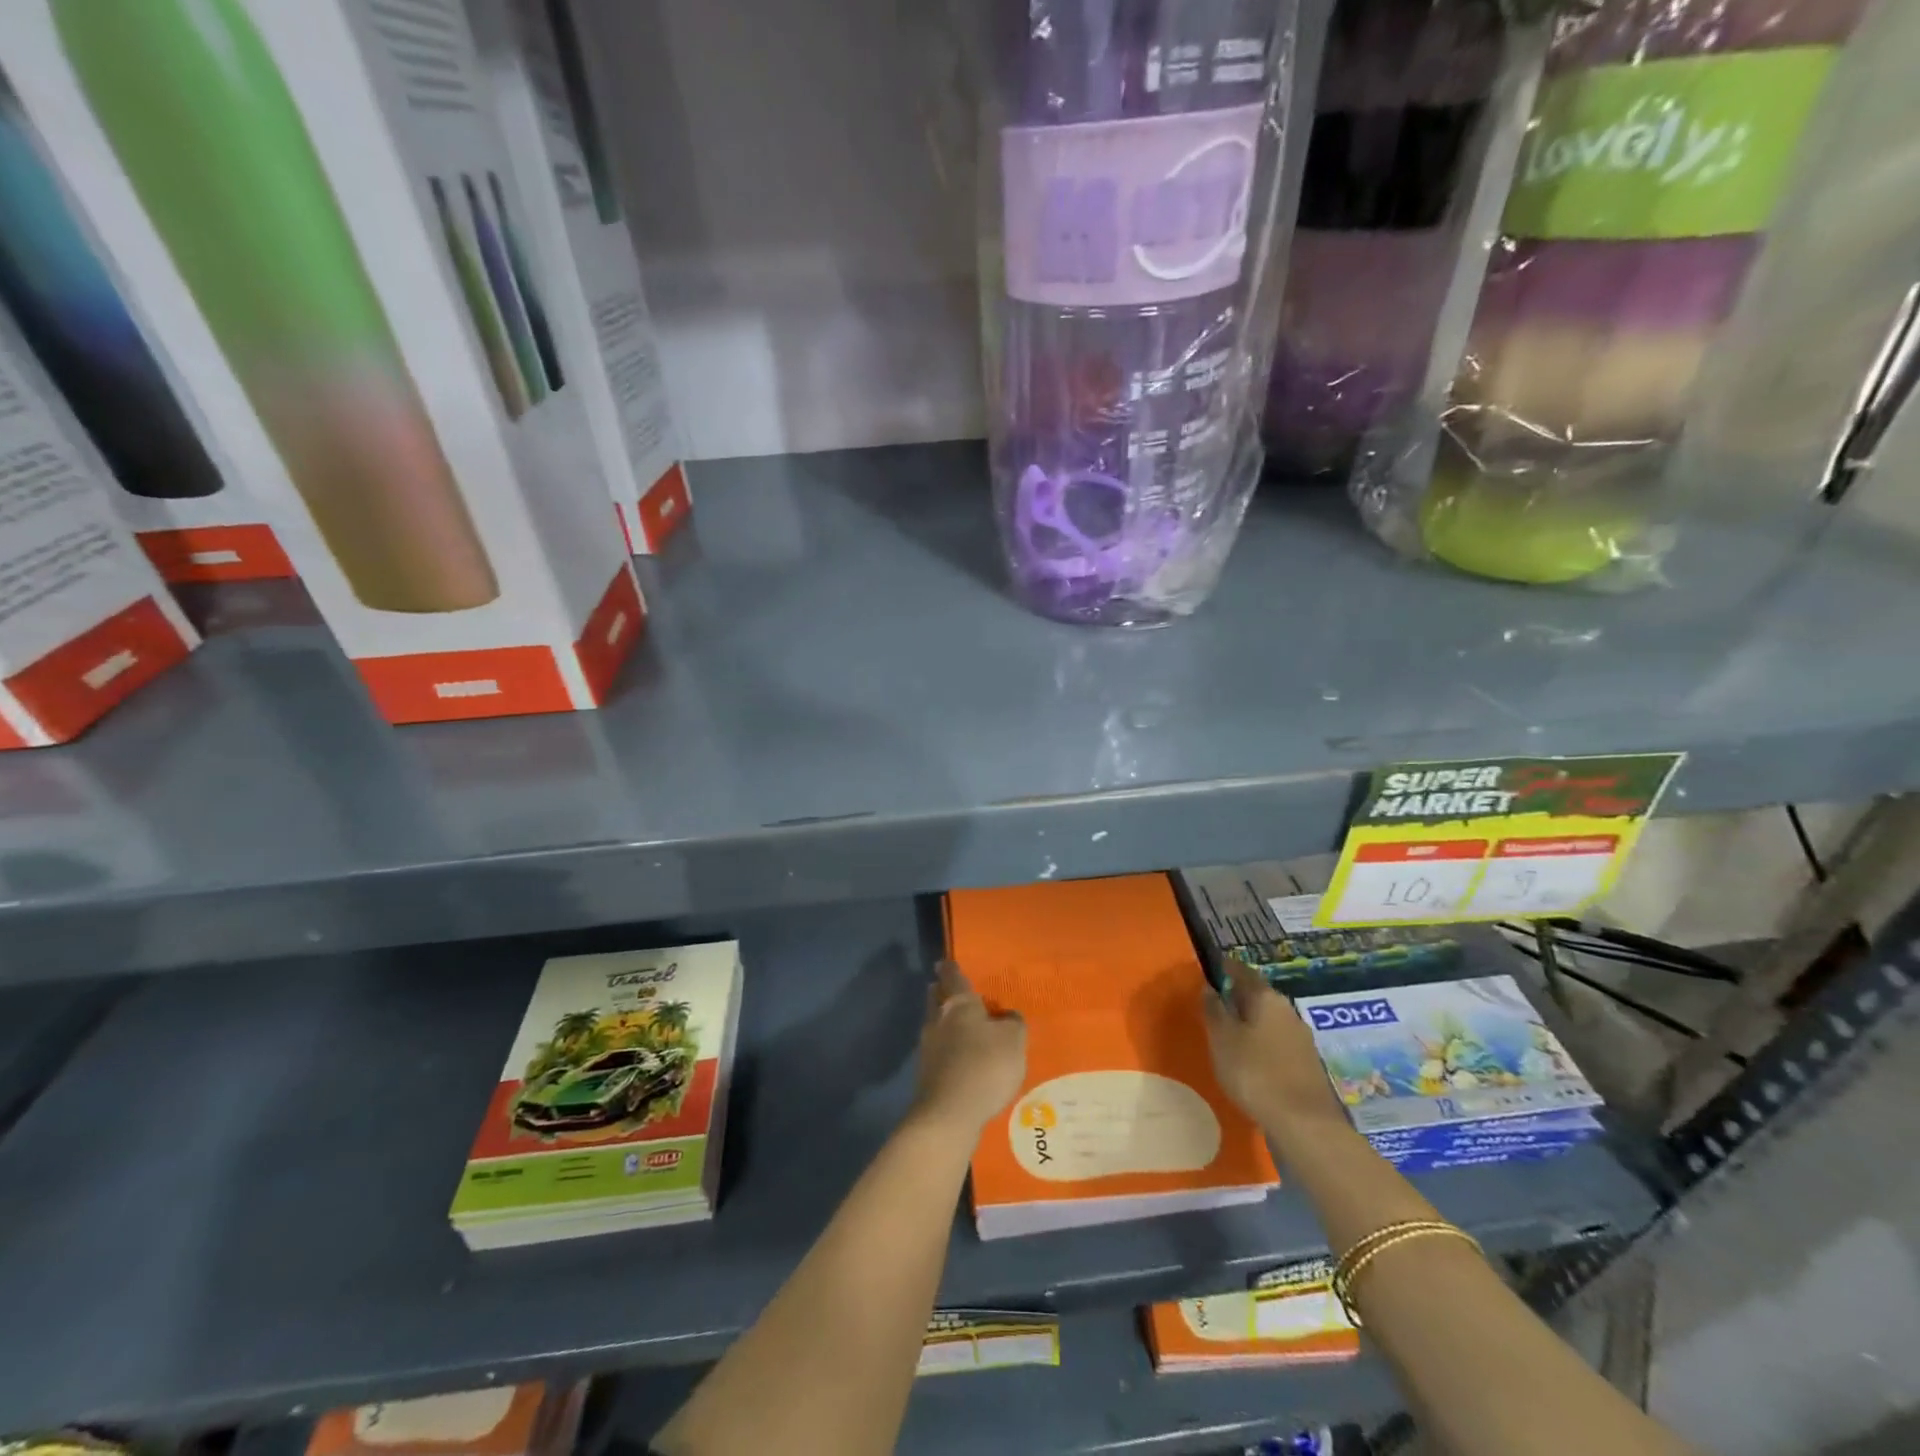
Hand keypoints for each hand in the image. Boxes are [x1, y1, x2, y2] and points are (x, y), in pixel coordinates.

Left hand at [913, 960, 1026, 1136]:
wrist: (949, 1113)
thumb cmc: (985, 1066)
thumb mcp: (1013, 1041)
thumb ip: (1013, 1023)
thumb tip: (1007, 1016)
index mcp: (959, 1004)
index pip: (953, 978)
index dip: (951, 969)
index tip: (944, 962)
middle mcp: (938, 1019)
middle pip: (936, 998)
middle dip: (940, 992)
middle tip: (945, 988)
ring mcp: (928, 1047)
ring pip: (934, 1024)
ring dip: (942, 1021)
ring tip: (955, 1023)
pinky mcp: (926, 1073)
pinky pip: (937, 1050)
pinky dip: (945, 1048)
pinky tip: (956, 1057)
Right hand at [1202, 972, 1345, 1141]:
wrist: (1305, 1124)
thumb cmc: (1255, 1073)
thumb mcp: (1222, 1040)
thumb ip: (1214, 1010)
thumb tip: (1209, 987)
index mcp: (1266, 998)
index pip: (1242, 971)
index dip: (1224, 968)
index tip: (1210, 969)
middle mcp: (1287, 1010)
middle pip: (1258, 995)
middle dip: (1237, 996)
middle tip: (1215, 1003)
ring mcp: (1301, 1037)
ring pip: (1269, 1019)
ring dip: (1250, 1021)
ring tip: (1229, 1033)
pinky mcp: (1307, 1063)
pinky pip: (1278, 1041)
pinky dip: (1262, 1042)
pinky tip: (1251, 1058)